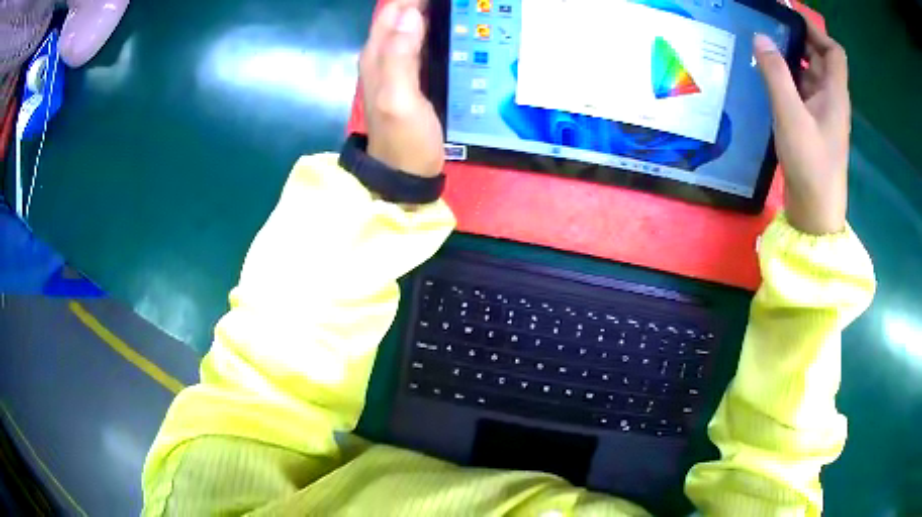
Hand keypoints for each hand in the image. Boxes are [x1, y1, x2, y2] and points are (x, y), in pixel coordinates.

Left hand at [360, 0, 443, 177]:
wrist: (404, 174)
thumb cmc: (405, 139)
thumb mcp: (400, 99)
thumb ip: (400, 56)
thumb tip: (410, 14)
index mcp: (377, 55)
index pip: (392, 10)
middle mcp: (382, 55)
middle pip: (399, 14)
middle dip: (421, 2)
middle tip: (452, 1)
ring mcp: (395, 65)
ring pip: (409, 25)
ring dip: (427, 11)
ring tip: (452, 7)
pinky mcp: (410, 76)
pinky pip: (419, 41)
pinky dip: (432, 28)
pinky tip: (450, 27)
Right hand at [755, 23, 849, 234]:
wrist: (815, 214)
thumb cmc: (811, 165)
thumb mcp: (791, 116)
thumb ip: (776, 75)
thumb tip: (760, 38)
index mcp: (835, 94)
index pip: (834, 51)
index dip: (815, 32)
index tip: (789, 21)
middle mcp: (831, 99)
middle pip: (819, 59)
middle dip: (797, 41)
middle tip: (767, 31)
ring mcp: (822, 114)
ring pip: (808, 75)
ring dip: (789, 61)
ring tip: (761, 52)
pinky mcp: (811, 126)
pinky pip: (800, 93)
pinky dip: (786, 82)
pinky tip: (767, 81)